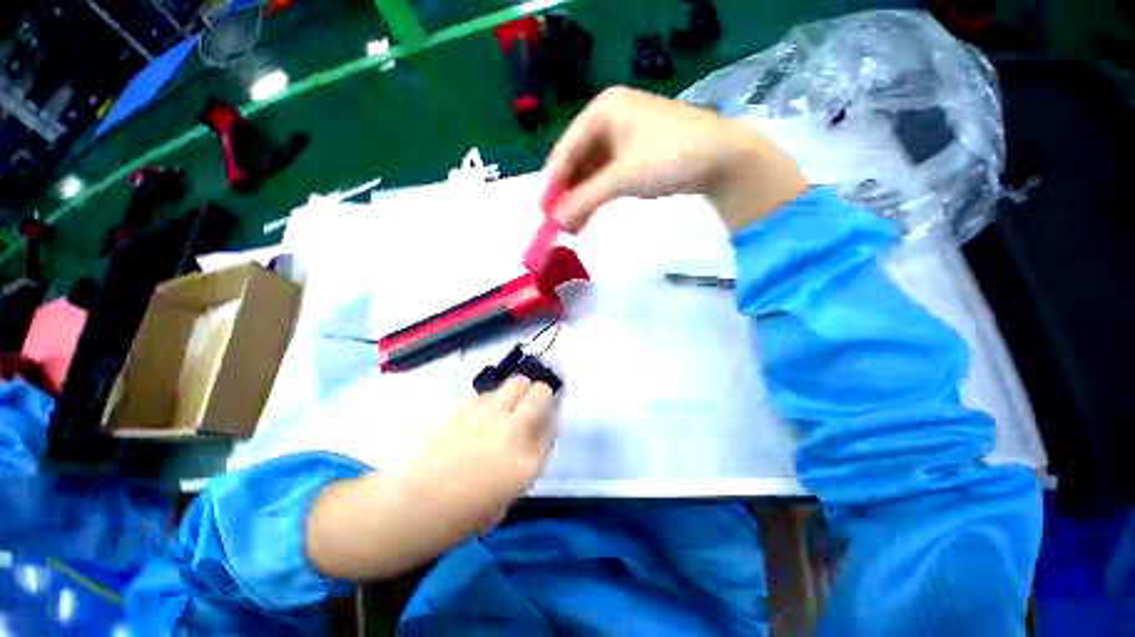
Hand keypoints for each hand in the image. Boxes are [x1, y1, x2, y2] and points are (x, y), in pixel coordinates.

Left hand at [307, 376, 555, 579]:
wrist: (409, 507)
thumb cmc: (461, 515)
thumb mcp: (508, 497)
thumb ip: (527, 459)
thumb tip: (534, 432)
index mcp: (527, 462)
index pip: (553, 424)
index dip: (551, 418)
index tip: (545, 420)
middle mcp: (512, 430)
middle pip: (541, 392)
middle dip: (541, 394)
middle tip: (532, 405)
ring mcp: (488, 414)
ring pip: (517, 382)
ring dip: (518, 391)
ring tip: (506, 406)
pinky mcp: (465, 405)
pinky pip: (490, 393)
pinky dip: (493, 399)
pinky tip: (479, 416)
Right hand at [544, 87, 807, 232]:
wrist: (723, 161)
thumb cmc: (670, 157)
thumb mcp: (622, 178)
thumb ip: (585, 199)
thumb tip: (556, 222)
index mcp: (603, 110)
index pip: (566, 149)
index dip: (552, 182)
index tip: (542, 211)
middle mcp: (610, 120)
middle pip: (577, 161)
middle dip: (567, 195)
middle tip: (556, 223)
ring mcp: (624, 139)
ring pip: (591, 174)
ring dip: (581, 201)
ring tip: (571, 229)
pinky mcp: (635, 157)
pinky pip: (607, 179)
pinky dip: (597, 199)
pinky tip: (588, 219)